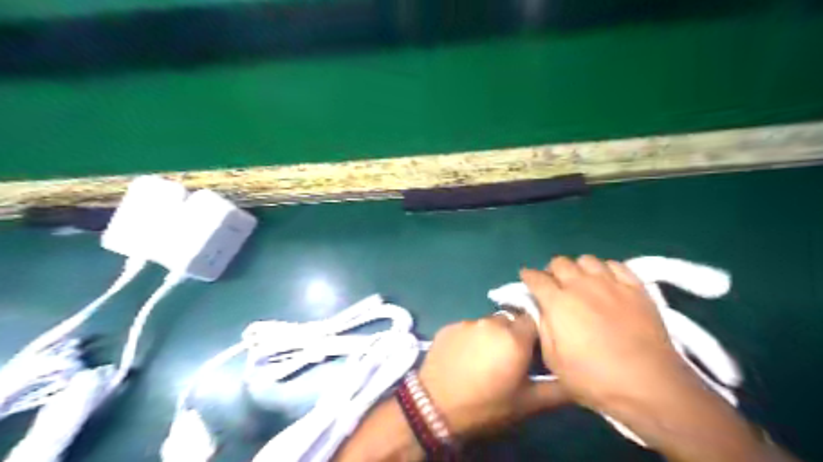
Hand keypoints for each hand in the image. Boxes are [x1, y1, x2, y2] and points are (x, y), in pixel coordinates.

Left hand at [419, 312, 573, 438]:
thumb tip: (577, 379)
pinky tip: (466, 357)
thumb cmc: (485, 406)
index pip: (536, 320)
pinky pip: (469, 327)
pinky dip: (472, 338)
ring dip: (492, 336)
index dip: (538, 333)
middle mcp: (491, 322)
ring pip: (489, 323)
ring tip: (486, 359)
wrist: (434, 405)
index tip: (535, 349)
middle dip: (515, 335)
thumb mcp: (526, 404)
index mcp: (514, 337)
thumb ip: (556, 389)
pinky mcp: (450, 325)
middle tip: (510, 358)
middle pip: (512, 320)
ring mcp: (468, 322)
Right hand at [519, 257, 693, 411]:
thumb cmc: (594, 378)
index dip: (528, 276)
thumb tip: (540, 310)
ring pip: (587, 260)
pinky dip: (605, 269)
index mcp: (558, 302)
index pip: (536, 277)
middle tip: (553, 284)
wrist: (649, 385)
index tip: (526, 279)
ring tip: (580, 282)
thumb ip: (543, 328)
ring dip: (578, 268)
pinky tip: (606, 282)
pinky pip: (616, 265)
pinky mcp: (636, 288)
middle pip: (559, 262)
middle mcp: (581, 285)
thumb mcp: (553, 360)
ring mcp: (610, 283)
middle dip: (551, 271)